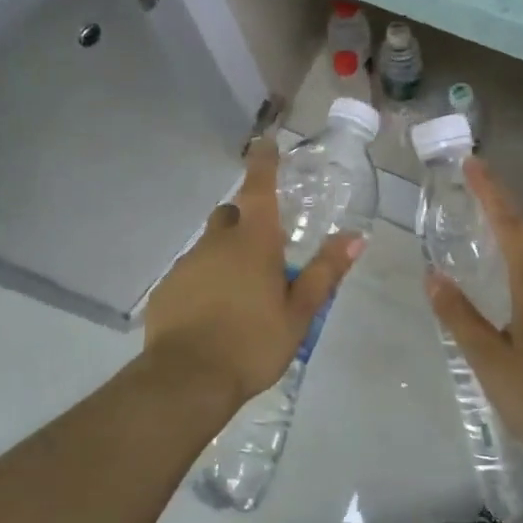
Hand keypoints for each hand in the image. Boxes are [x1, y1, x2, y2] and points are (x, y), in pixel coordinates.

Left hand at [144, 138, 363, 402]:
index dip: (264, 162)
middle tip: (265, 250)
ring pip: (210, 245)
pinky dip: (205, 280)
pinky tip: (213, 313)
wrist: (187, 380)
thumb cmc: (252, 343)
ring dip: (226, 254)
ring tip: (241, 293)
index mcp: (254, 241)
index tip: (265, 142)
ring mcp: (187, 264)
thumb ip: (324, 272)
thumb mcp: (299, 313)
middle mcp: (217, 243)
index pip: (259, 187)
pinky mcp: (167, 289)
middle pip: (232, 214)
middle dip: (247, 221)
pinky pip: (191, 272)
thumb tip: (355, 236)